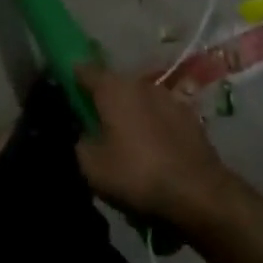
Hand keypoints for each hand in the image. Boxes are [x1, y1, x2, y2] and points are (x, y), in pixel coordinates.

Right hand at [75, 64, 238, 226]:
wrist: (197, 191)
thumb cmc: (136, 173)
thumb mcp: (91, 165)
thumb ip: (81, 142)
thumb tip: (85, 134)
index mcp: (113, 88)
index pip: (84, 70)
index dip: (71, 77)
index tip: (65, 89)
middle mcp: (141, 84)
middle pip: (114, 85)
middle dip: (103, 99)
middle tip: (94, 123)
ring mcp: (169, 97)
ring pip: (139, 99)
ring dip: (130, 113)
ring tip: (125, 140)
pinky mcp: (190, 116)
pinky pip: (160, 115)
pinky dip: (152, 125)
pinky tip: (152, 149)